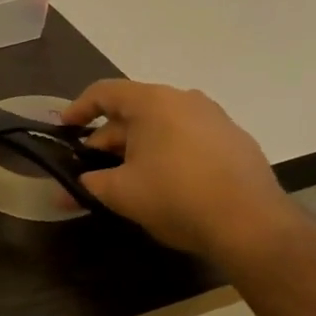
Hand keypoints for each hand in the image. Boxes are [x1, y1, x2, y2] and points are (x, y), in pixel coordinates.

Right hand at [62, 80, 298, 266]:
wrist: (251, 223)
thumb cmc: (176, 197)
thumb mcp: (122, 193)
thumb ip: (90, 184)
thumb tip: (68, 188)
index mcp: (153, 102)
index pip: (104, 92)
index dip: (78, 108)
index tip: (64, 128)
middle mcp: (185, 99)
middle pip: (133, 111)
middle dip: (107, 140)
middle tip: (90, 169)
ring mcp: (214, 118)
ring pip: (162, 126)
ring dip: (138, 148)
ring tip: (126, 178)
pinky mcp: (234, 141)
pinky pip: (188, 139)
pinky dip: (168, 154)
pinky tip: (165, 183)